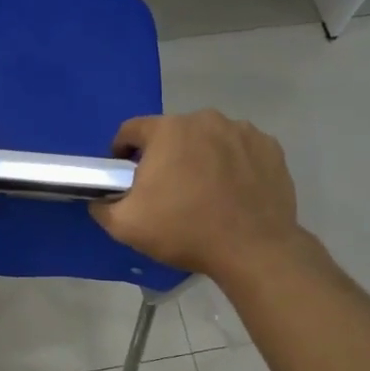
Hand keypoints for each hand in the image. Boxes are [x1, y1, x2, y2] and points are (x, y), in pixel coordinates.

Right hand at [91, 110, 305, 279]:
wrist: (253, 250)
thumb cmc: (185, 231)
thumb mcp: (126, 226)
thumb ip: (102, 207)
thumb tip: (99, 199)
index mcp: (167, 130)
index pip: (132, 130)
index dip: (122, 151)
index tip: (125, 175)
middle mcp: (205, 119)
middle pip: (173, 133)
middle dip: (165, 155)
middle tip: (166, 189)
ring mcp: (242, 131)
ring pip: (209, 139)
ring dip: (201, 156)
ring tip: (203, 191)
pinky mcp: (270, 147)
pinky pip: (240, 149)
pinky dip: (233, 163)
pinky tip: (233, 191)